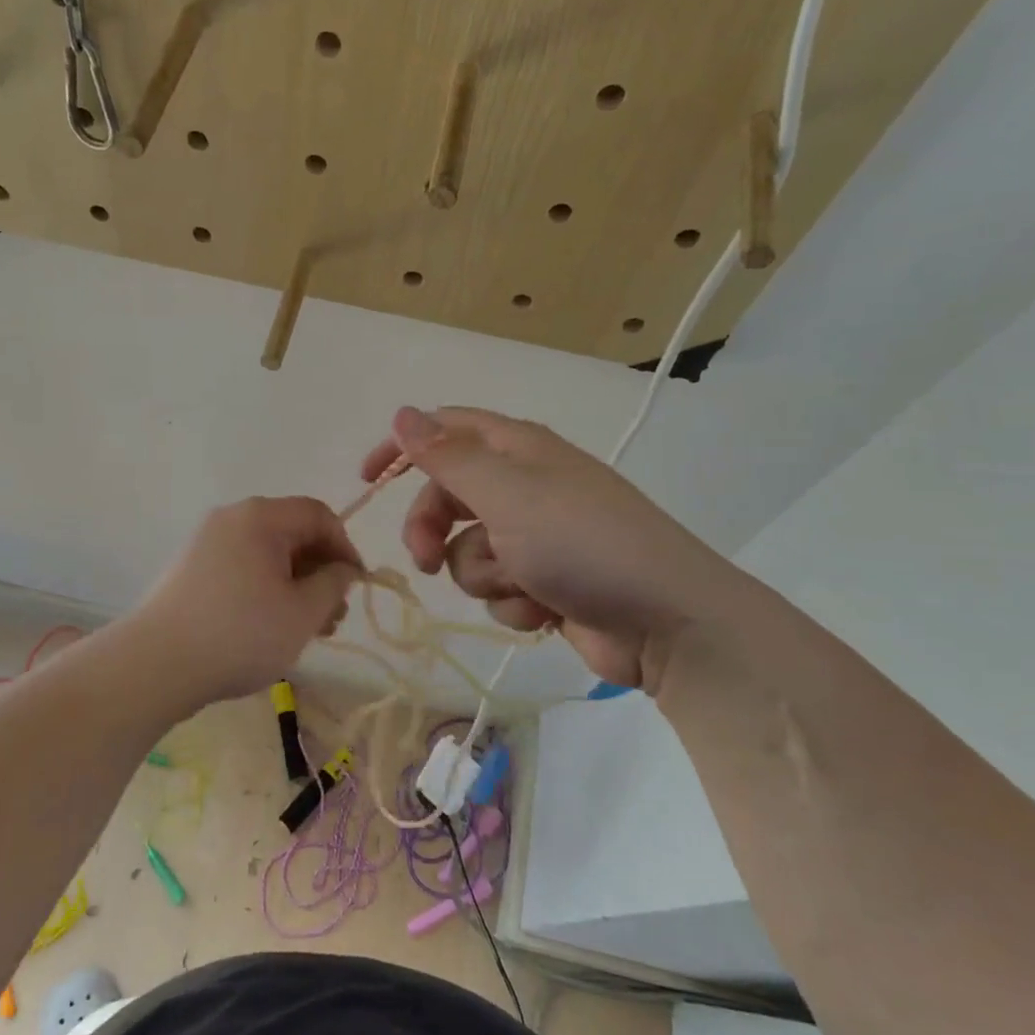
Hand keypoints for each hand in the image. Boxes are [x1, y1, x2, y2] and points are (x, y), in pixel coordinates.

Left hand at [131, 497, 360, 706]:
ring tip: (307, 629)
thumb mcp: (302, 612)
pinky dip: (265, 589)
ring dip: (295, 584)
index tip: (355, 587)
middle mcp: (231, 519)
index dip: (345, 547)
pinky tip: (270, 626)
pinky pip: (241, 567)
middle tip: (333, 616)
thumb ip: (333, 584)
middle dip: (320, 571)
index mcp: (260, 517)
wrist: (157, 664)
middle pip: (291, 533)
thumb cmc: (241, 634)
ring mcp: (206, 543)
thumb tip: (343, 569)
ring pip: (266, 554)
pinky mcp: (190, 569)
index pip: (318, 515)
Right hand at [362, 407, 742, 692]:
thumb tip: (404, 413)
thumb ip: (448, 456)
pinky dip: (513, 601)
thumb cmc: (582, 543)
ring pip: (467, 551)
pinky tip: (545, 609)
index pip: (446, 429)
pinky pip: (499, 587)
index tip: (368, 480)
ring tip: (521, 583)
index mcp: (517, 449)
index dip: (403, 448)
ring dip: (483, 573)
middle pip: (447, 497)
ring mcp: (536, 537)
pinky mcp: (545, 582)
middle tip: (423, 558)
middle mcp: (524, 485)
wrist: (665, 622)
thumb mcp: (507, 493)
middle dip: (431, 529)